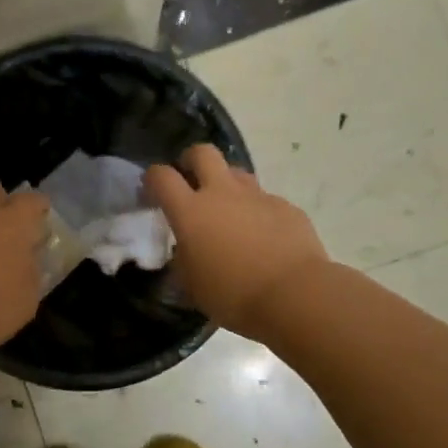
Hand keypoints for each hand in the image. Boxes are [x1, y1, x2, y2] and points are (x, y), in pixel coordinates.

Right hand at [143, 144, 330, 337]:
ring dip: (227, 184)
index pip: (161, 176)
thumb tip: (185, 251)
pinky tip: (264, 236)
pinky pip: (265, 200)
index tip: (152, 190)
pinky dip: (258, 211)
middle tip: (191, 179)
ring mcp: (257, 196)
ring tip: (229, 211)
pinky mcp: (286, 207)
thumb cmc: (234, 295)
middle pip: (202, 152)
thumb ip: (183, 261)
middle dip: (191, 159)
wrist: (295, 295)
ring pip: (236, 172)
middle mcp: (222, 193)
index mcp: (191, 212)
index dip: (153, 178)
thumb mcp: (193, 286)